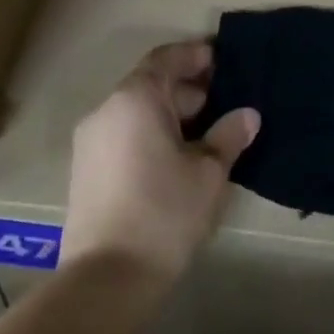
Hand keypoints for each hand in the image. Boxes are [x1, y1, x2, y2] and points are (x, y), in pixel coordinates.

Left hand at [60, 41, 260, 281]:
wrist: (107, 278)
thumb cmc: (164, 211)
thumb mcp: (209, 172)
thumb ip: (229, 135)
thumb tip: (247, 114)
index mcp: (135, 98)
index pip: (167, 58)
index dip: (196, 55)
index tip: (223, 60)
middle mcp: (106, 110)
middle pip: (150, 84)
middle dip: (187, 89)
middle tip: (224, 102)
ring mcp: (90, 141)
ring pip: (136, 112)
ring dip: (169, 114)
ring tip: (206, 133)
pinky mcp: (85, 170)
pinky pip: (123, 135)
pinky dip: (150, 134)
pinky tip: (177, 158)